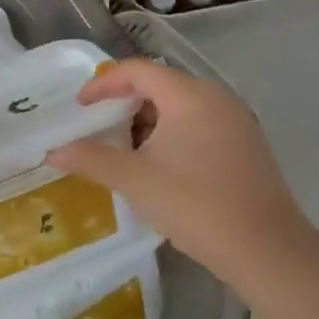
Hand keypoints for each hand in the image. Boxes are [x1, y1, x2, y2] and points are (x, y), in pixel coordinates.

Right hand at [47, 59, 312, 288]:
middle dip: (124, 103)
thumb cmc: (195, 204)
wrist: (265, 248)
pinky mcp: (245, 144)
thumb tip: (52, 152)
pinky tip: (158, 165)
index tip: (80, 106)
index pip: (138, 70)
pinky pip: (198, 123)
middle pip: (160, 85)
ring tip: (123, 150)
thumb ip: (90, 159)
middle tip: (97, 128)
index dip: (103, 83)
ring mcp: (235, 120)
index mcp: (189, 96)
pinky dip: (171, 133)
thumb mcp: (135, 180)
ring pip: (180, 106)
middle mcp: (216, 97)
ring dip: (147, 121)